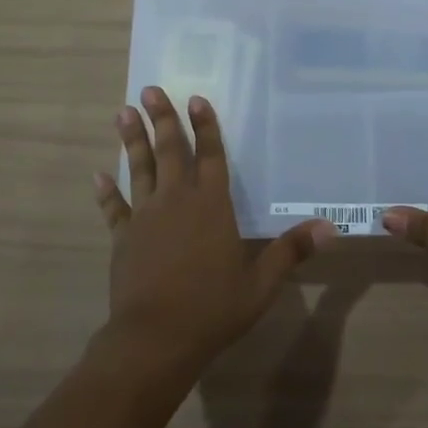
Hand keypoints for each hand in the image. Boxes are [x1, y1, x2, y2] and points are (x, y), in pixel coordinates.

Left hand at [94, 86, 332, 377]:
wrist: (156, 339)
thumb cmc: (213, 308)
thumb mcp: (261, 283)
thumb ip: (291, 250)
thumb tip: (329, 227)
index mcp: (212, 206)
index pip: (211, 156)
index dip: (205, 126)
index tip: (196, 98)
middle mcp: (177, 201)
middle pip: (170, 151)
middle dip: (162, 118)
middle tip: (151, 88)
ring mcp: (146, 217)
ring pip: (139, 169)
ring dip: (132, 140)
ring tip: (123, 111)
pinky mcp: (123, 238)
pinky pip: (114, 208)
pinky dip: (106, 191)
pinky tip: (98, 174)